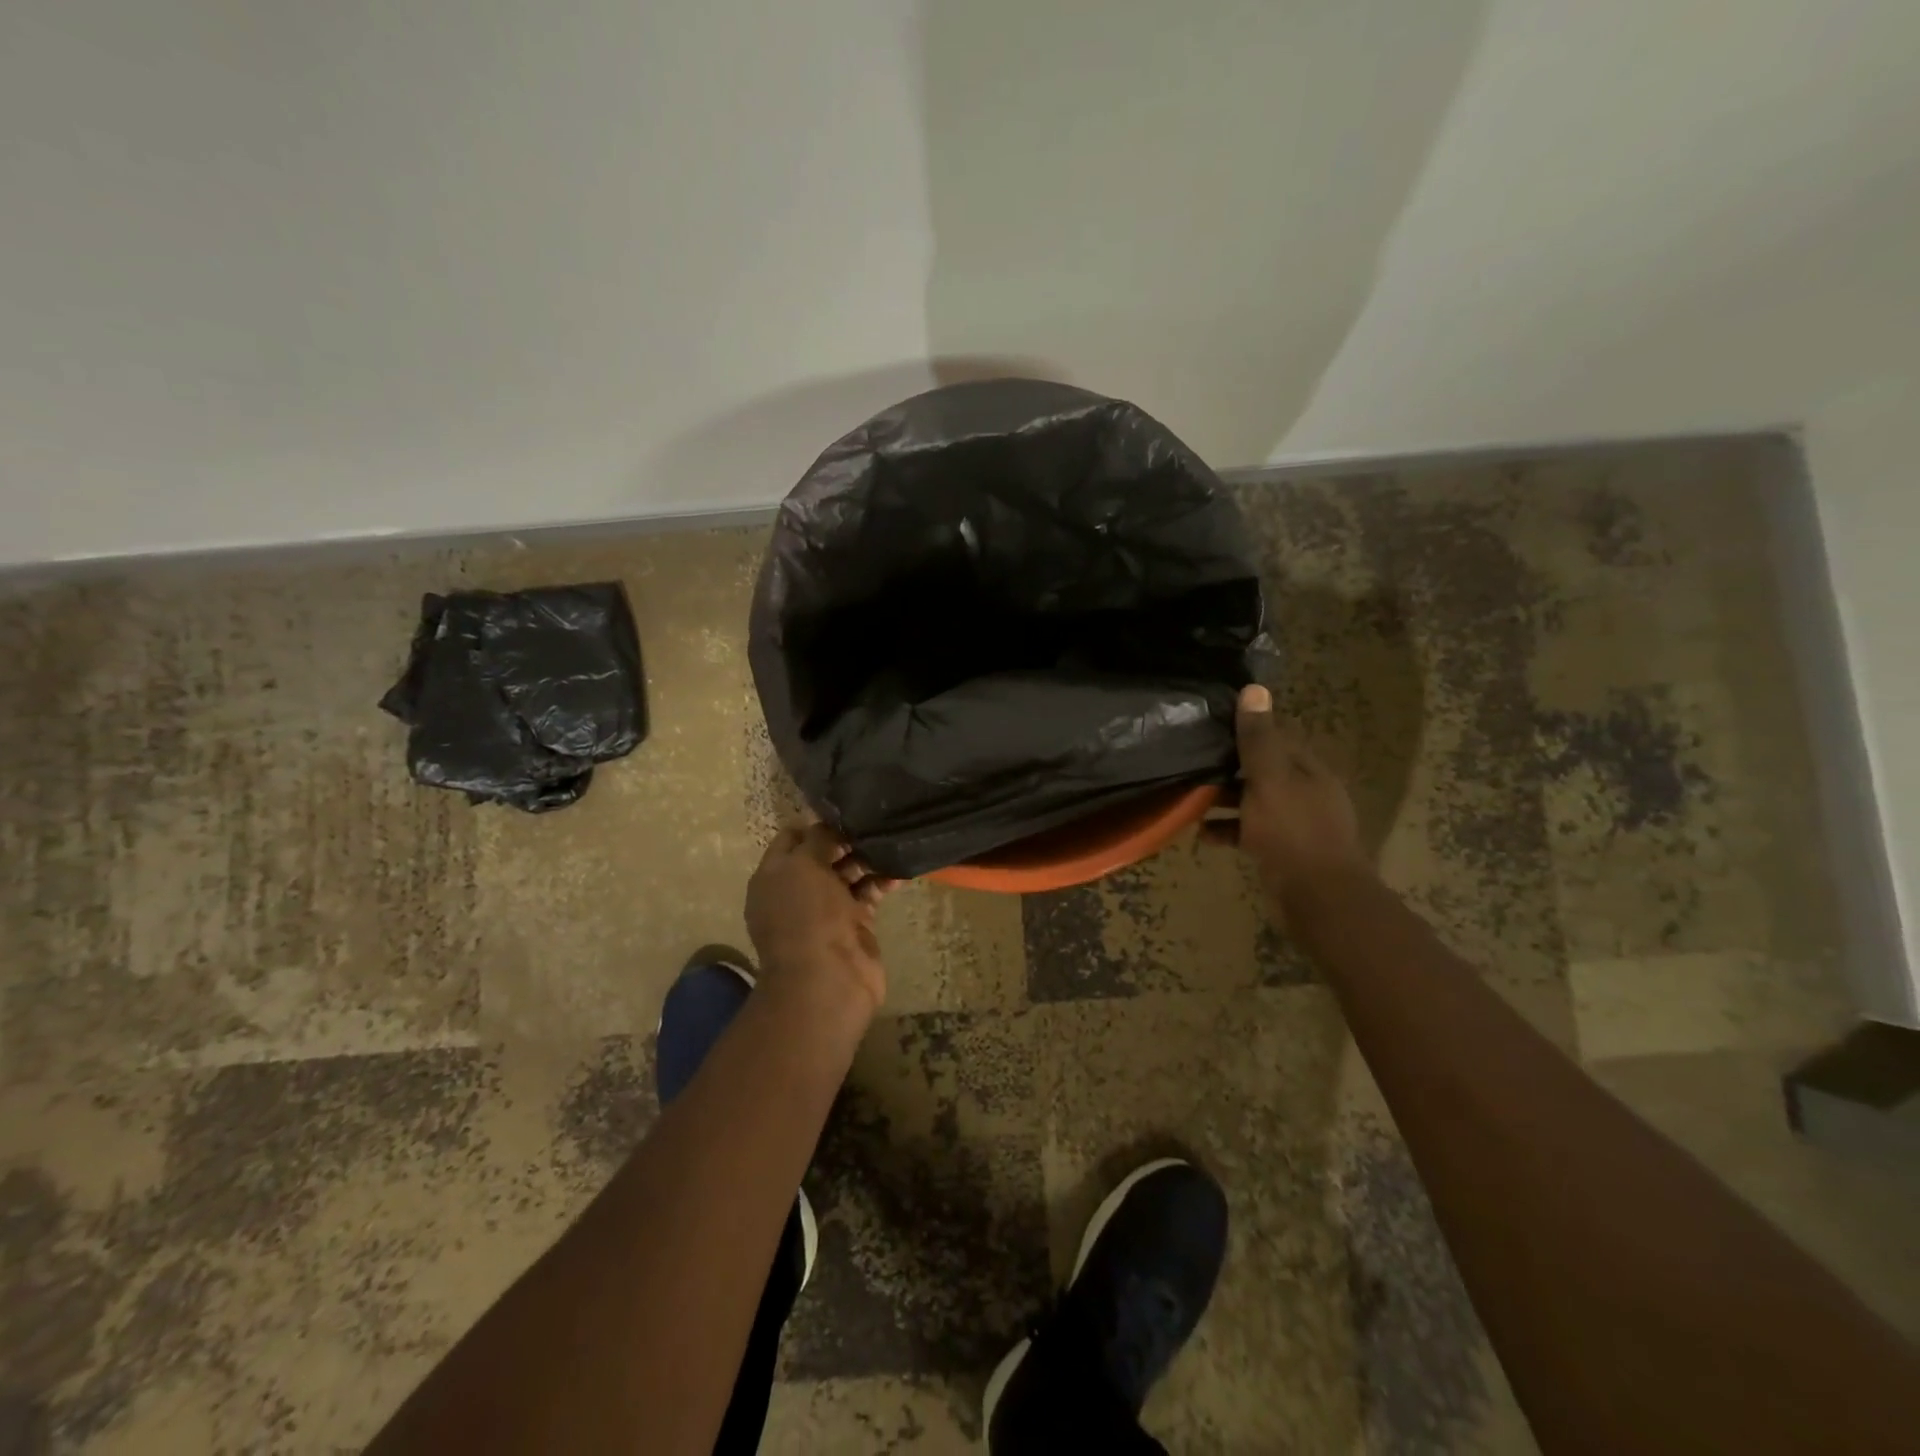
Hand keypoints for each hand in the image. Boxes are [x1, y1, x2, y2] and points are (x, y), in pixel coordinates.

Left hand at [745, 820, 896, 1015]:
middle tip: (874, 823)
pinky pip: (868, 894)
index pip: (791, 839)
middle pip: (823, 855)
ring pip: (848, 874)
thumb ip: (816, 840)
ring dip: (867, 859)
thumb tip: (826, 825)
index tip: (844, 812)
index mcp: (774, 876)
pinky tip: (900, 870)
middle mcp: (797, 891)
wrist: (828, 979)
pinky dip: (882, 882)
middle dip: (846, 840)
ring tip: (891, 841)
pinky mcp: (854, 924)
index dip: (814, 824)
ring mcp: (826, 909)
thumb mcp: (804, 866)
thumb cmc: (808, 915)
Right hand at [1209, 684, 1369, 910]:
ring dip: (1226, 800)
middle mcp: (1306, 792)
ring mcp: (1296, 824)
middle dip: (1230, 767)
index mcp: (1308, 770)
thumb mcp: (1269, 779)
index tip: (1212, 726)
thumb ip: (1258, 738)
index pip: (1277, 738)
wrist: (1319, 898)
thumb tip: (1254, 689)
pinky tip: (1204, 836)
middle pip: (1264, 770)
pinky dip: (1229, 830)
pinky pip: (1251, 832)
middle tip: (1194, 763)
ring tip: (1192, 799)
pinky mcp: (1284, 851)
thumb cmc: (1292, 831)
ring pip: (1255, 802)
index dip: (1247, 730)